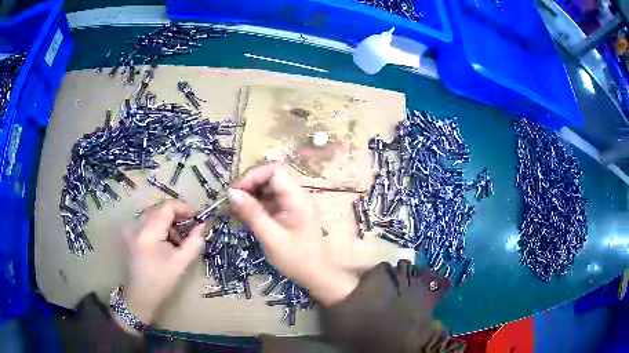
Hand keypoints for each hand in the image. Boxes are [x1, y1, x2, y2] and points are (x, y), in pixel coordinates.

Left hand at [120, 200, 204, 330]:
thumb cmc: (161, 281)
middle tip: (191, 228)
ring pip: (155, 215)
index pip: (167, 207)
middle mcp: (137, 224)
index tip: (197, 218)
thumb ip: (194, 241)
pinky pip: (149, 222)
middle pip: (160, 209)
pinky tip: (167, 242)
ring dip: (169, 222)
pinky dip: (161, 228)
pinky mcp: (131, 233)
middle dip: (178, 216)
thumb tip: (203, 225)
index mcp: (148, 231)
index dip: (184, 208)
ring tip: (179, 240)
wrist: (141, 295)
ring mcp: (132, 228)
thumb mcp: (181, 262)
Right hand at [229, 163, 358, 306]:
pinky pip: (272, 201)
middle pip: (271, 177)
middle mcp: (298, 195)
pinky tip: (245, 217)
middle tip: (233, 202)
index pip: (274, 170)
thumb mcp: (270, 237)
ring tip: (236, 211)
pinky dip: (258, 206)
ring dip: (252, 196)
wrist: (317, 276)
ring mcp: (295, 203)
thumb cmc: (296, 259)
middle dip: (250, 186)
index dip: (253, 175)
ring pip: (270, 189)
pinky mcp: (291, 212)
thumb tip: (231, 192)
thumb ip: (251, 213)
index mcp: (297, 197)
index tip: (236, 191)